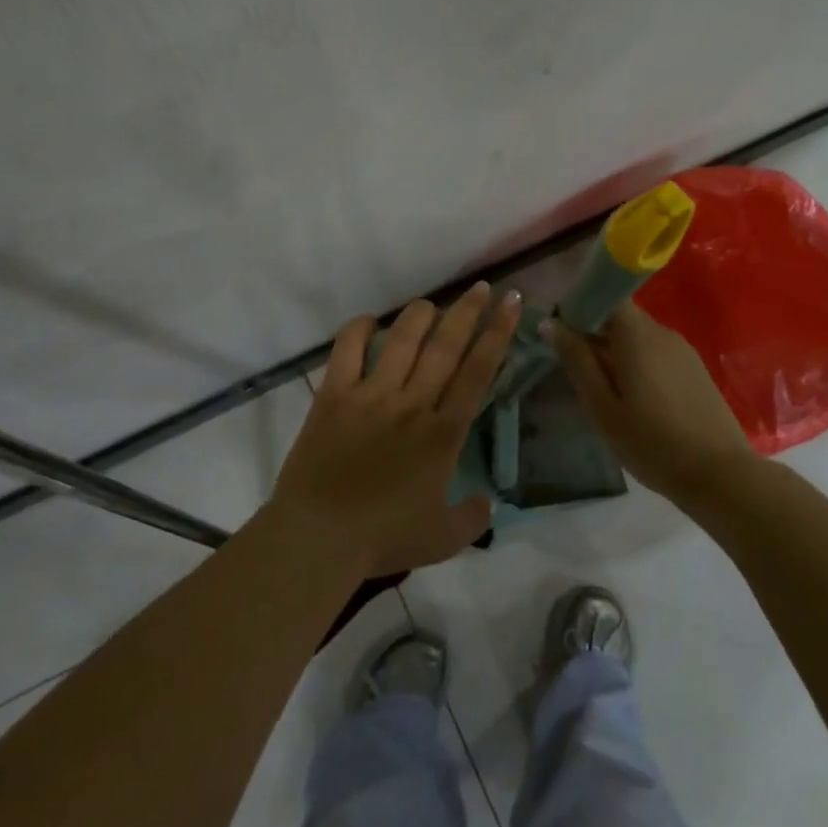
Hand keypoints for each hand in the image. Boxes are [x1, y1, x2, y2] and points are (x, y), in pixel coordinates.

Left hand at [271, 282, 517, 576]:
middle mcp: (412, 404)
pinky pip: (348, 349)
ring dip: (421, 314)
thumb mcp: (443, 540)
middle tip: (482, 286)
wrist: (318, 539)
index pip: (478, 371)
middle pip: (446, 345)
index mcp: (443, 433)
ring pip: (402, 339)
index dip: (497, 333)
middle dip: (468, 311)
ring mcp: (371, 395)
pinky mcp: (334, 395)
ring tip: (432, 303)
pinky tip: (369, 321)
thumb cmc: (382, 539)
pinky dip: (359, 329)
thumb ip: (474, 518)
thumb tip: (489, 501)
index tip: (510, 304)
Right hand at [548, 302, 755, 503]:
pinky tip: (634, 397)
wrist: (721, 475)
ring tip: (602, 388)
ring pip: (638, 336)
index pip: (606, 294)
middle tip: (575, 367)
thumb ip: (577, 360)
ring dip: (616, 350)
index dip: (581, 305)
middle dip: (595, 332)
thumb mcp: (602, 407)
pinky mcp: (695, 368)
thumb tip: (550, 322)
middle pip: (621, 316)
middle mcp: (661, 331)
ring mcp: (682, 349)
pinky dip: (637, 362)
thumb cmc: (652, 443)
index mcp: (636, 334)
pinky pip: (656, 352)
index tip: (562, 331)